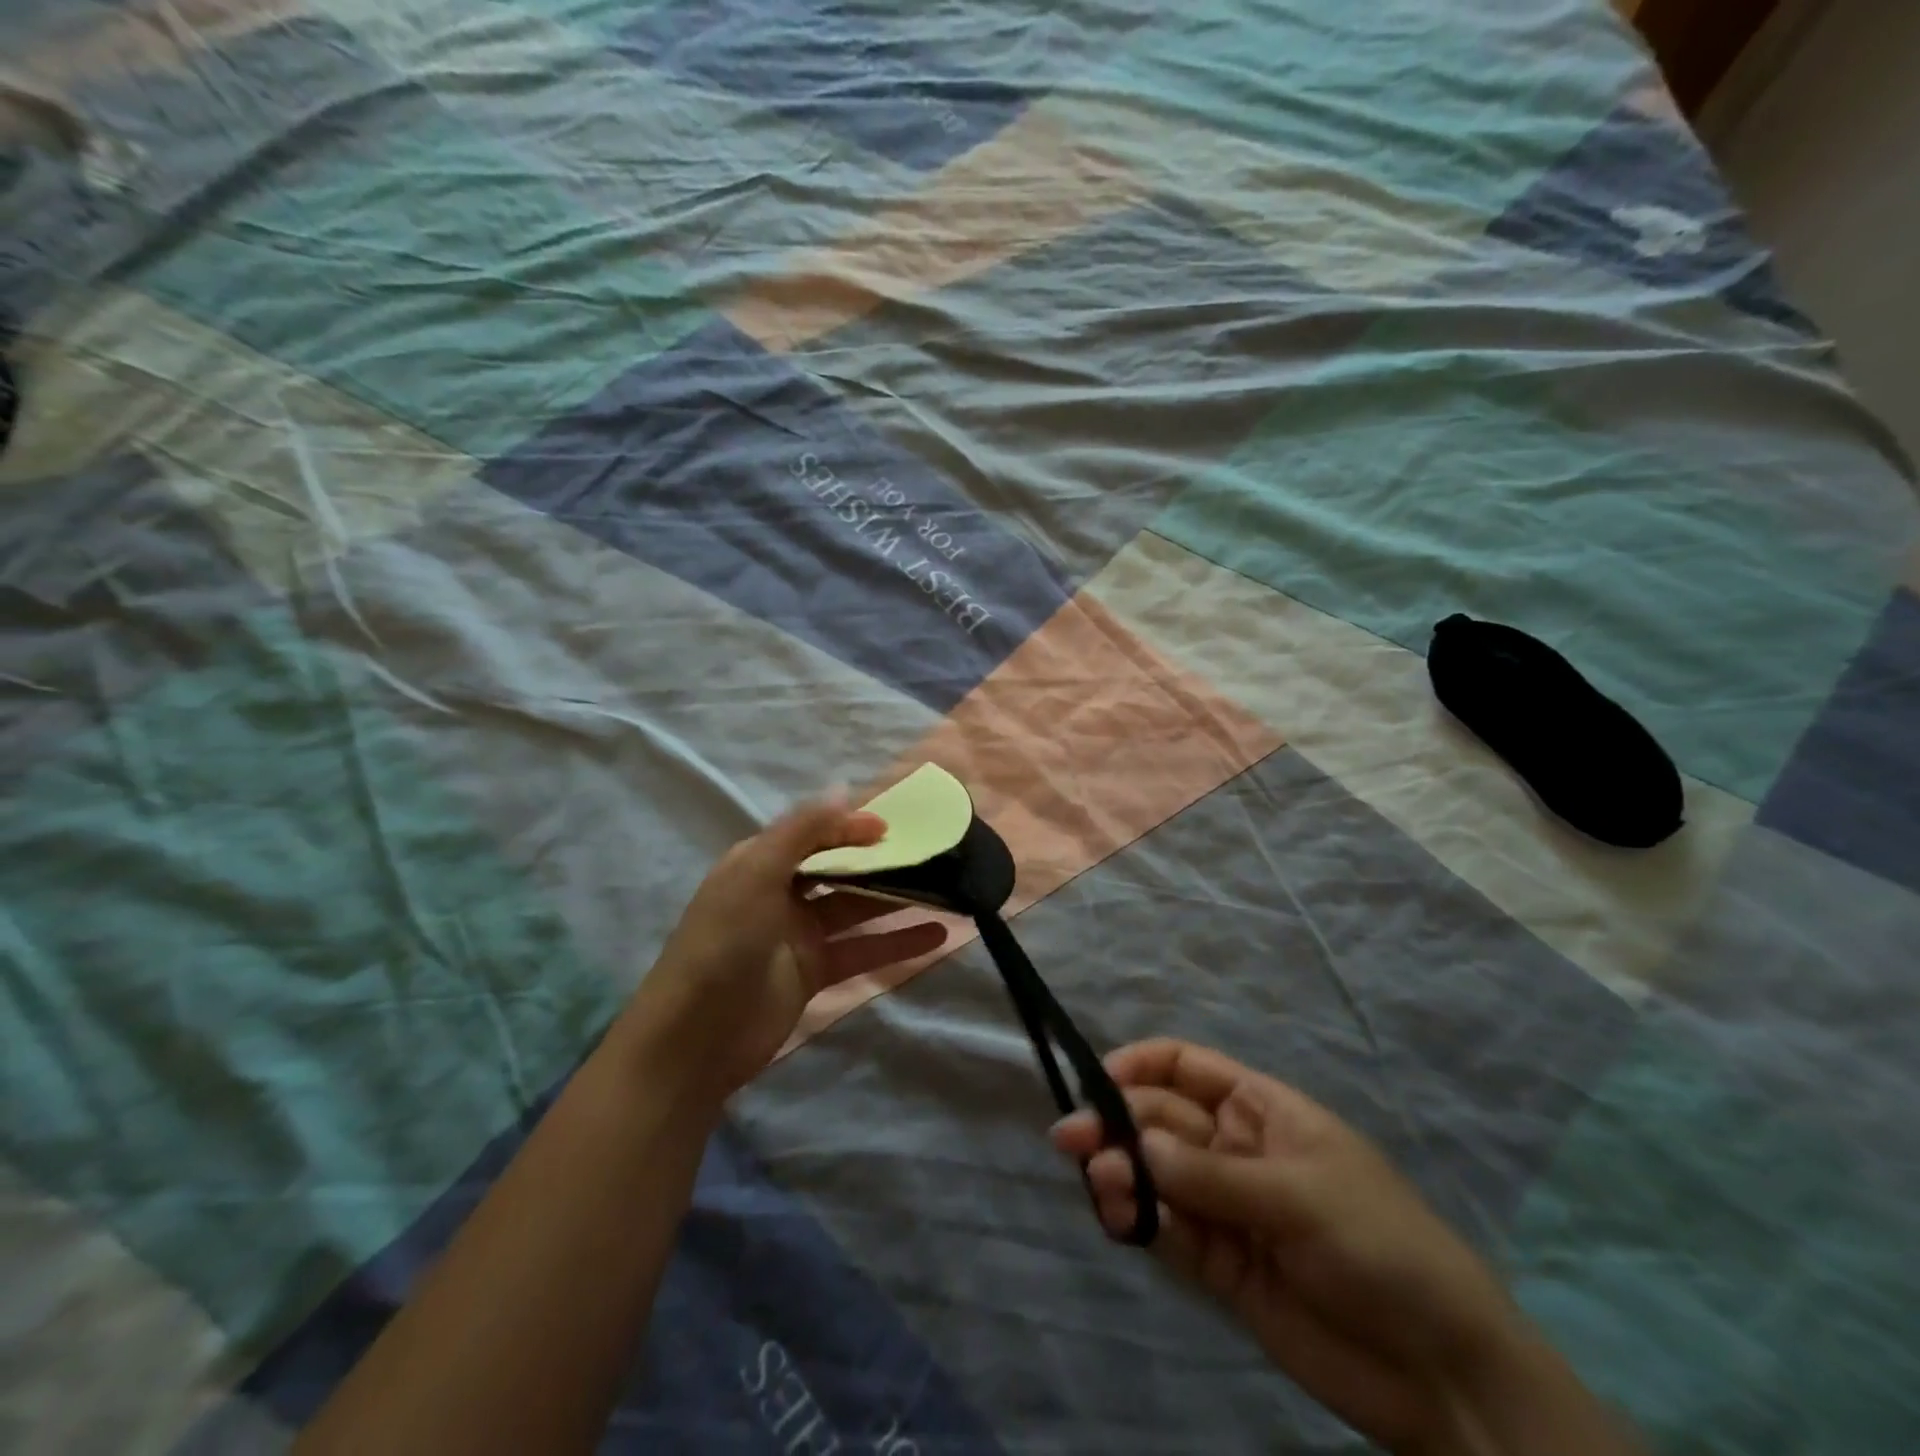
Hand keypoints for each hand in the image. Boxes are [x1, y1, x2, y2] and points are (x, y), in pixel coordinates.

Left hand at [630, 796, 947, 1097]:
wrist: (696, 1038)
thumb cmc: (725, 942)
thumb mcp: (757, 873)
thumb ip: (802, 830)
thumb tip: (844, 790)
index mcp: (761, 861)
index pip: (815, 832)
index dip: (853, 825)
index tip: (895, 826)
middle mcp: (782, 891)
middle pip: (840, 867)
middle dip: (880, 859)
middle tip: (931, 853)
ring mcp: (800, 933)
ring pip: (857, 907)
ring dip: (897, 899)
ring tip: (945, 889)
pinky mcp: (816, 971)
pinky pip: (863, 949)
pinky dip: (897, 942)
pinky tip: (936, 935)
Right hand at [1052, 1040, 1640, 1455]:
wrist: (1441, 1370)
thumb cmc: (1380, 1244)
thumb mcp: (1300, 1195)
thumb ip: (1214, 1174)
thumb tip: (1137, 1146)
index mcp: (1261, 1109)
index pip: (1186, 1067)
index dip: (1141, 1065)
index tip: (1100, 1080)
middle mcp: (1233, 1149)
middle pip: (1160, 1119)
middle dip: (1117, 1123)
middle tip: (1072, 1140)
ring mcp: (1224, 1206)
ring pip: (1155, 1174)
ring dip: (1121, 1171)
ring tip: (1102, 1184)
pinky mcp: (1219, 1264)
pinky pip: (1167, 1230)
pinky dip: (1138, 1219)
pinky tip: (1120, 1219)